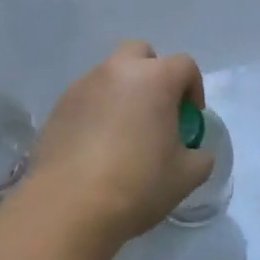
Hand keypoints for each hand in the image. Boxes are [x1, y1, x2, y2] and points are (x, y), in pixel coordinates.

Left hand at [27, 41, 216, 245]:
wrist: (69, 205)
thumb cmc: (137, 185)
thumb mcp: (186, 176)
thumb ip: (200, 156)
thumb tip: (195, 151)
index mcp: (154, 79)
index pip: (184, 65)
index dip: (194, 88)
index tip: (189, 119)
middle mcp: (117, 71)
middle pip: (141, 53)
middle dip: (154, 73)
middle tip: (157, 111)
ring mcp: (84, 85)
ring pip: (110, 74)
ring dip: (123, 92)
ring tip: (125, 133)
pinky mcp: (59, 106)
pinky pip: (87, 97)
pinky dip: (98, 110)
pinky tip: (97, 146)